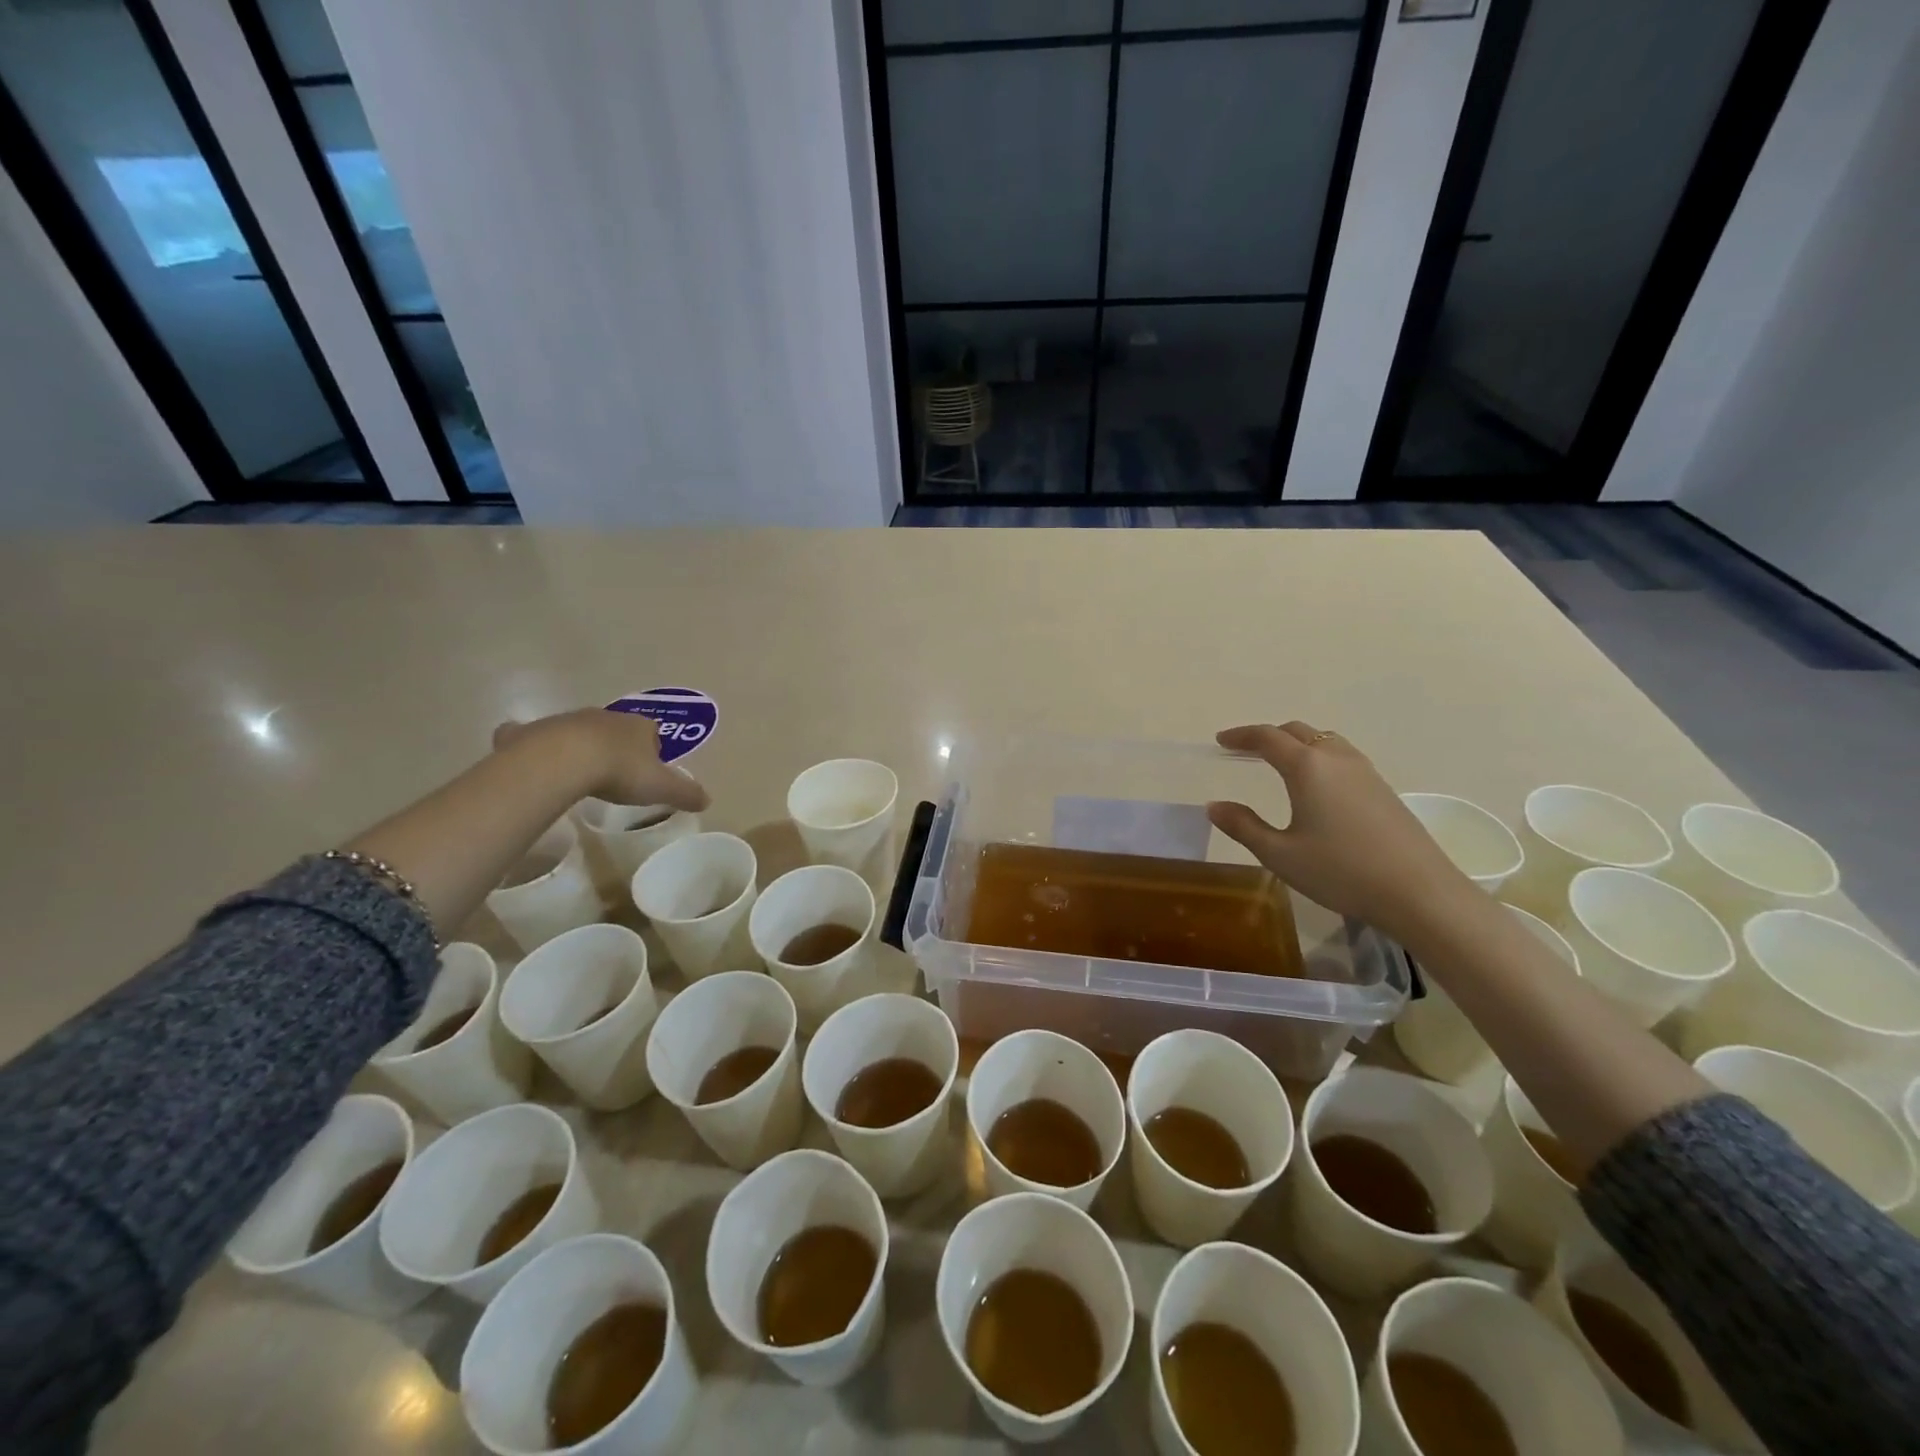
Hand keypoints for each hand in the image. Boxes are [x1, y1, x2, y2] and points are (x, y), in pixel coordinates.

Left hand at [493, 709, 709, 812]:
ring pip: (577, 729)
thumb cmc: (620, 772)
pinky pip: (531, 735)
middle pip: (614, 729)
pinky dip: (530, 742)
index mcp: (638, 726)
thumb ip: (685, 793)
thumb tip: (708, 800)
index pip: (651, 732)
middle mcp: (604, 717)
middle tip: (614, 772)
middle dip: (615, 745)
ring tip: (578, 771)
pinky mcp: (532, 732)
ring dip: (579, 745)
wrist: (564, 761)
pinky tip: (529, 757)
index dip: (651, 750)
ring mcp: (566, 721)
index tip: (647, 770)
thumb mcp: (661, 787)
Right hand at [1206, 722, 1474, 940]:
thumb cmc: (1340, 871)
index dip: (1241, 736)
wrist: (1419, 892)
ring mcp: (1365, 771)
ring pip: (1324, 740)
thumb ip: (1243, 826)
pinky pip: (1342, 756)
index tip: (1221, 741)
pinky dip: (1319, 756)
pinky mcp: (1383, 788)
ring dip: (1297, 743)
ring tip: (1279, 762)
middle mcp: (1336, 758)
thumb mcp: (1280, 854)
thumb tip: (1215, 806)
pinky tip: (1317, 784)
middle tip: (1245, 750)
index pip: (1267, 737)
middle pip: (1297, 731)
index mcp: (1307, 767)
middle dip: (1268, 735)